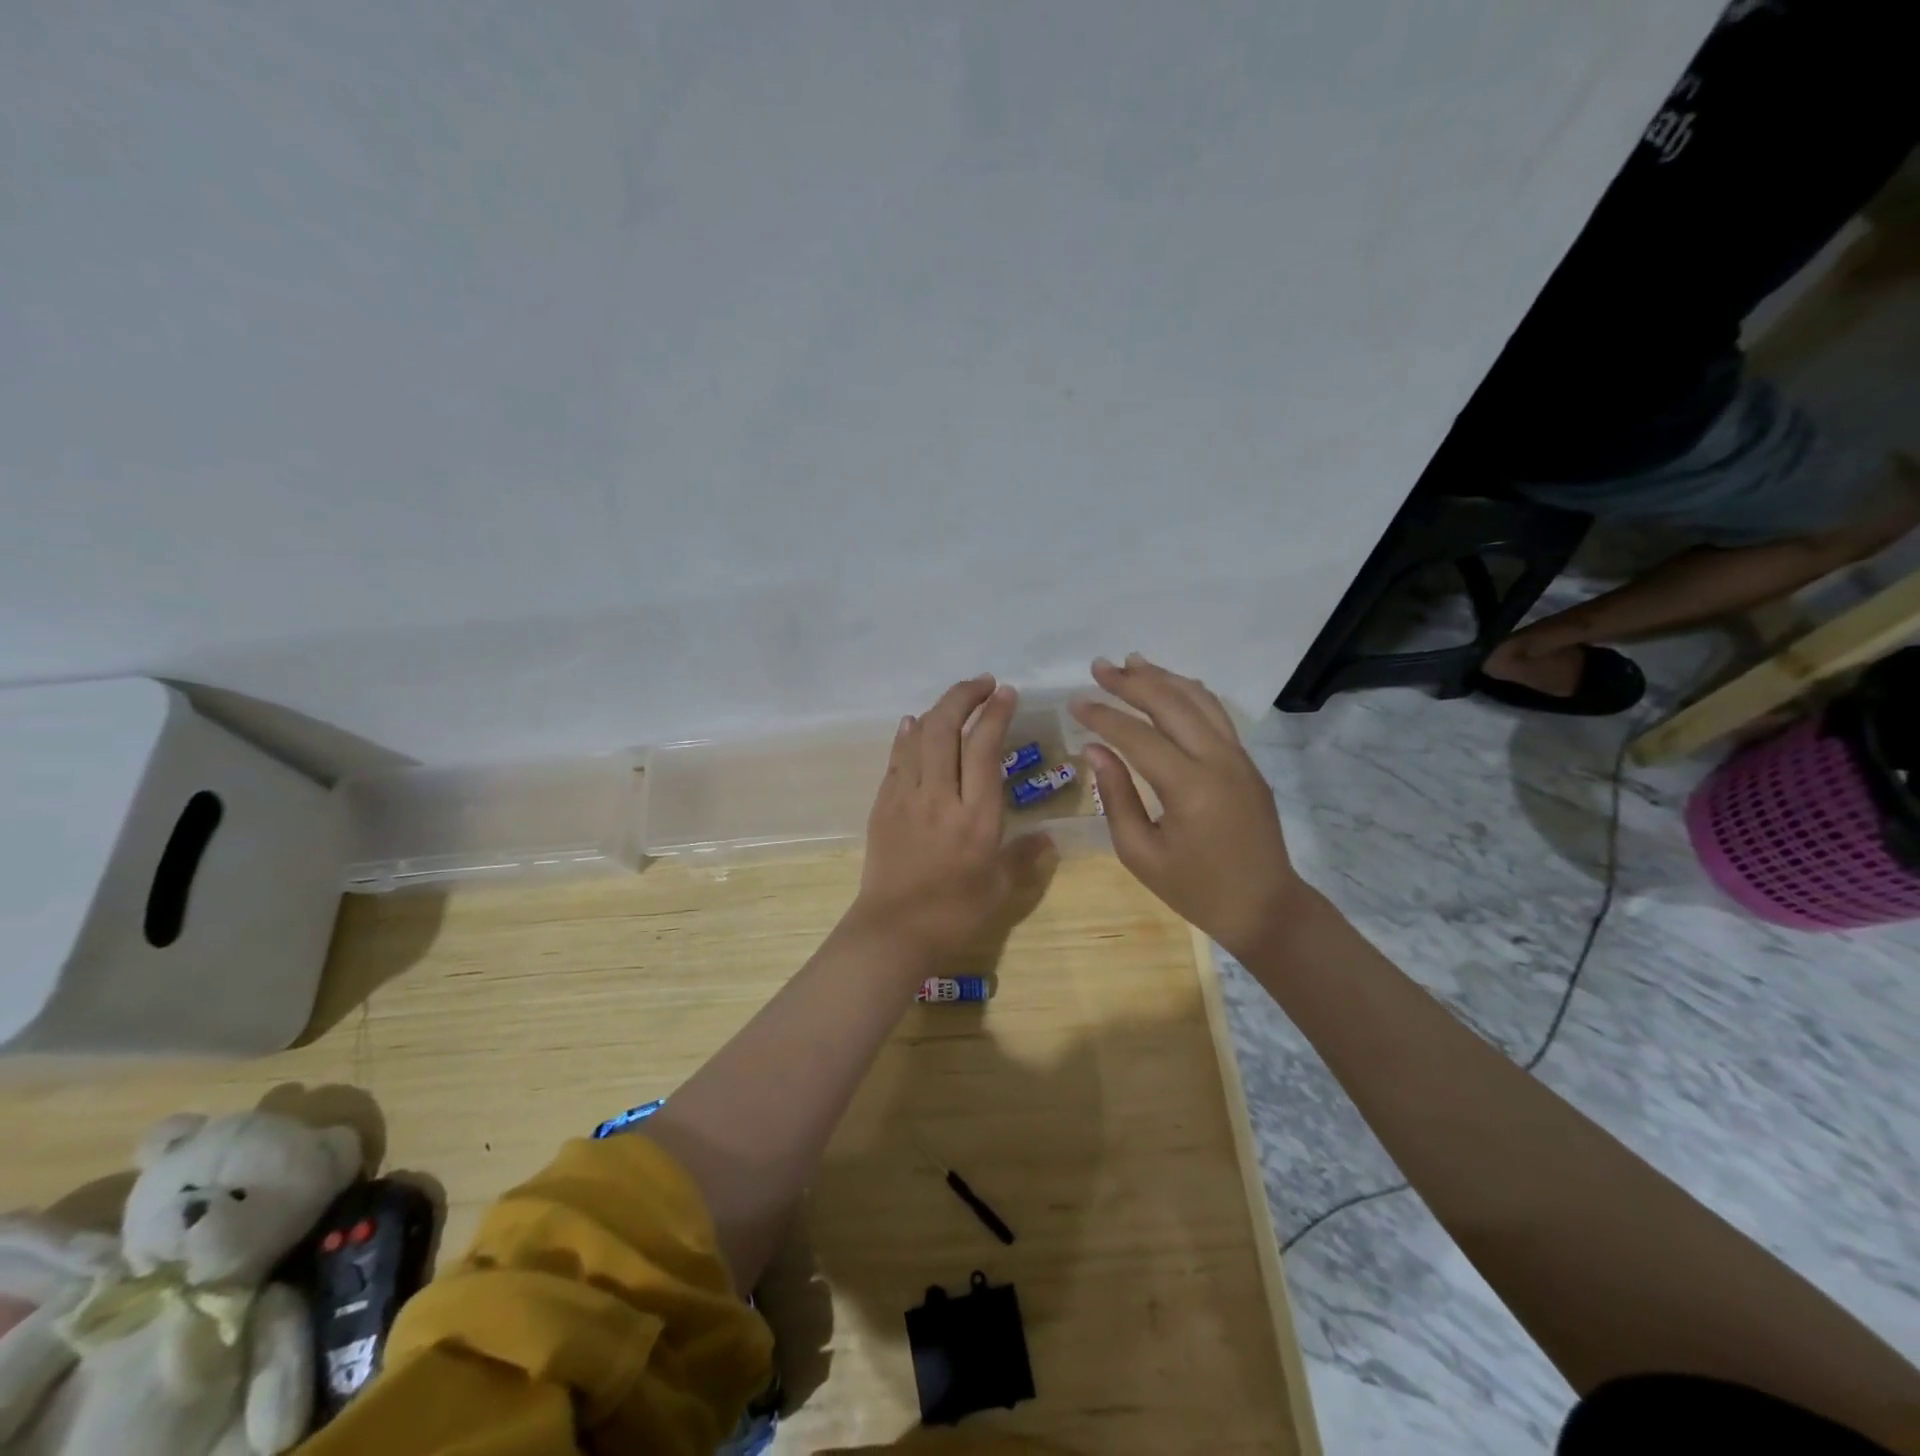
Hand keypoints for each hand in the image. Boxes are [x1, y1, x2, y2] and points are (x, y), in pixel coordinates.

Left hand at [851, 675, 1049, 967]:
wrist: (893, 932)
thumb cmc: (954, 914)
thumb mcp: (1001, 890)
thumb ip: (1025, 858)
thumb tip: (1048, 838)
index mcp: (976, 817)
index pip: (984, 748)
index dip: (996, 714)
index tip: (1006, 693)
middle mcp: (941, 797)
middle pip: (946, 729)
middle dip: (965, 696)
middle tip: (984, 683)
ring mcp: (907, 798)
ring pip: (919, 736)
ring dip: (939, 709)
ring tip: (957, 699)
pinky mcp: (883, 805)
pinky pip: (896, 758)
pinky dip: (907, 734)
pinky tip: (914, 723)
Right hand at [1070, 655, 1305, 959]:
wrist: (1264, 907)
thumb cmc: (1195, 889)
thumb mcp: (1141, 854)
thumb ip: (1116, 796)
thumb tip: (1095, 750)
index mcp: (1189, 787)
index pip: (1138, 736)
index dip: (1103, 716)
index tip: (1075, 702)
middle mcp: (1218, 760)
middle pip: (1171, 704)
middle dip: (1132, 682)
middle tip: (1099, 667)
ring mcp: (1239, 758)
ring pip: (1199, 701)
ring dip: (1163, 678)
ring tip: (1132, 662)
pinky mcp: (1247, 762)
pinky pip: (1217, 715)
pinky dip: (1190, 693)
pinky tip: (1171, 686)